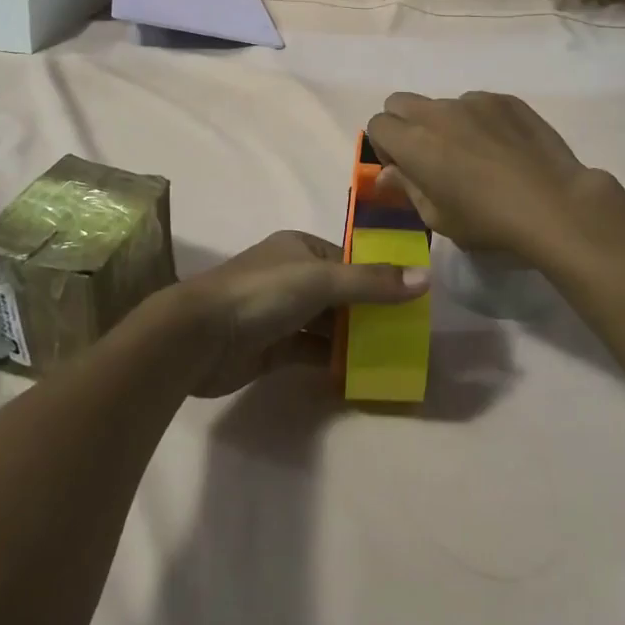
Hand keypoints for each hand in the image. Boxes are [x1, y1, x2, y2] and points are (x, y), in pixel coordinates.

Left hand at [179, 231, 426, 397]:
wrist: (198, 336)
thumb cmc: (262, 293)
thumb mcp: (322, 280)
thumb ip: (372, 282)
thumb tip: (426, 278)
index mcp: (301, 249)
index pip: (349, 261)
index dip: (379, 277)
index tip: (411, 300)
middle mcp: (292, 277)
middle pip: (341, 294)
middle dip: (370, 312)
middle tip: (406, 334)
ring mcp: (280, 313)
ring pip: (327, 325)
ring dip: (353, 339)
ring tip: (391, 356)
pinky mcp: (271, 348)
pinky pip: (310, 351)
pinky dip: (332, 361)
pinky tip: (358, 374)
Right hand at [366, 92, 601, 256]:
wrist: (554, 205)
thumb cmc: (489, 222)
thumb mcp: (438, 218)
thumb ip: (407, 189)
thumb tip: (387, 174)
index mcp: (414, 142)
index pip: (377, 124)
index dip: (384, 146)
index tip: (404, 169)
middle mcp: (438, 112)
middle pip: (400, 102)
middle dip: (404, 124)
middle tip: (428, 156)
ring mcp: (474, 101)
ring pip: (442, 103)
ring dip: (445, 123)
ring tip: (474, 154)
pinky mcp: (505, 99)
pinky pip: (477, 103)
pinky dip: (478, 120)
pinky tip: (502, 149)